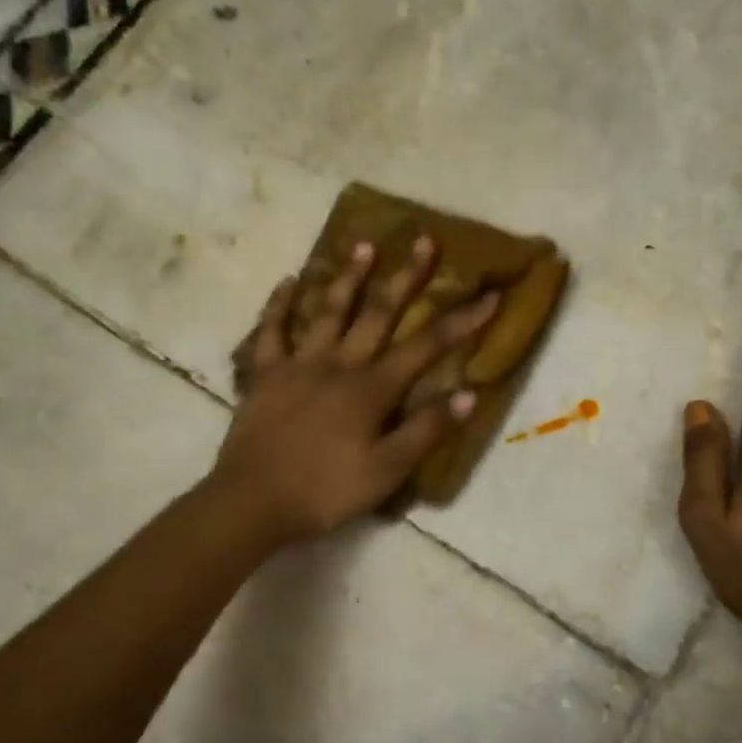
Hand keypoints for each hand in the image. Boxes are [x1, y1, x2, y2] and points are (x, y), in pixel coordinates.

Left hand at [212, 237, 497, 548]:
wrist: (252, 502)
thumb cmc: (325, 491)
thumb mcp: (386, 471)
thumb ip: (426, 431)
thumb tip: (469, 394)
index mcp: (371, 388)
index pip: (426, 347)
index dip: (461, 321)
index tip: (489, 295)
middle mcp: (338, 364)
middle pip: (378, 313)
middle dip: (406, 277)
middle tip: (423, 240)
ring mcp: (298, 365)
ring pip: (326, 311)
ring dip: (347, 277)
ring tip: (364, 245)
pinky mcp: (264, 375)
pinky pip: (271, 332)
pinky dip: (279, 306)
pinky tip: (287, 282)